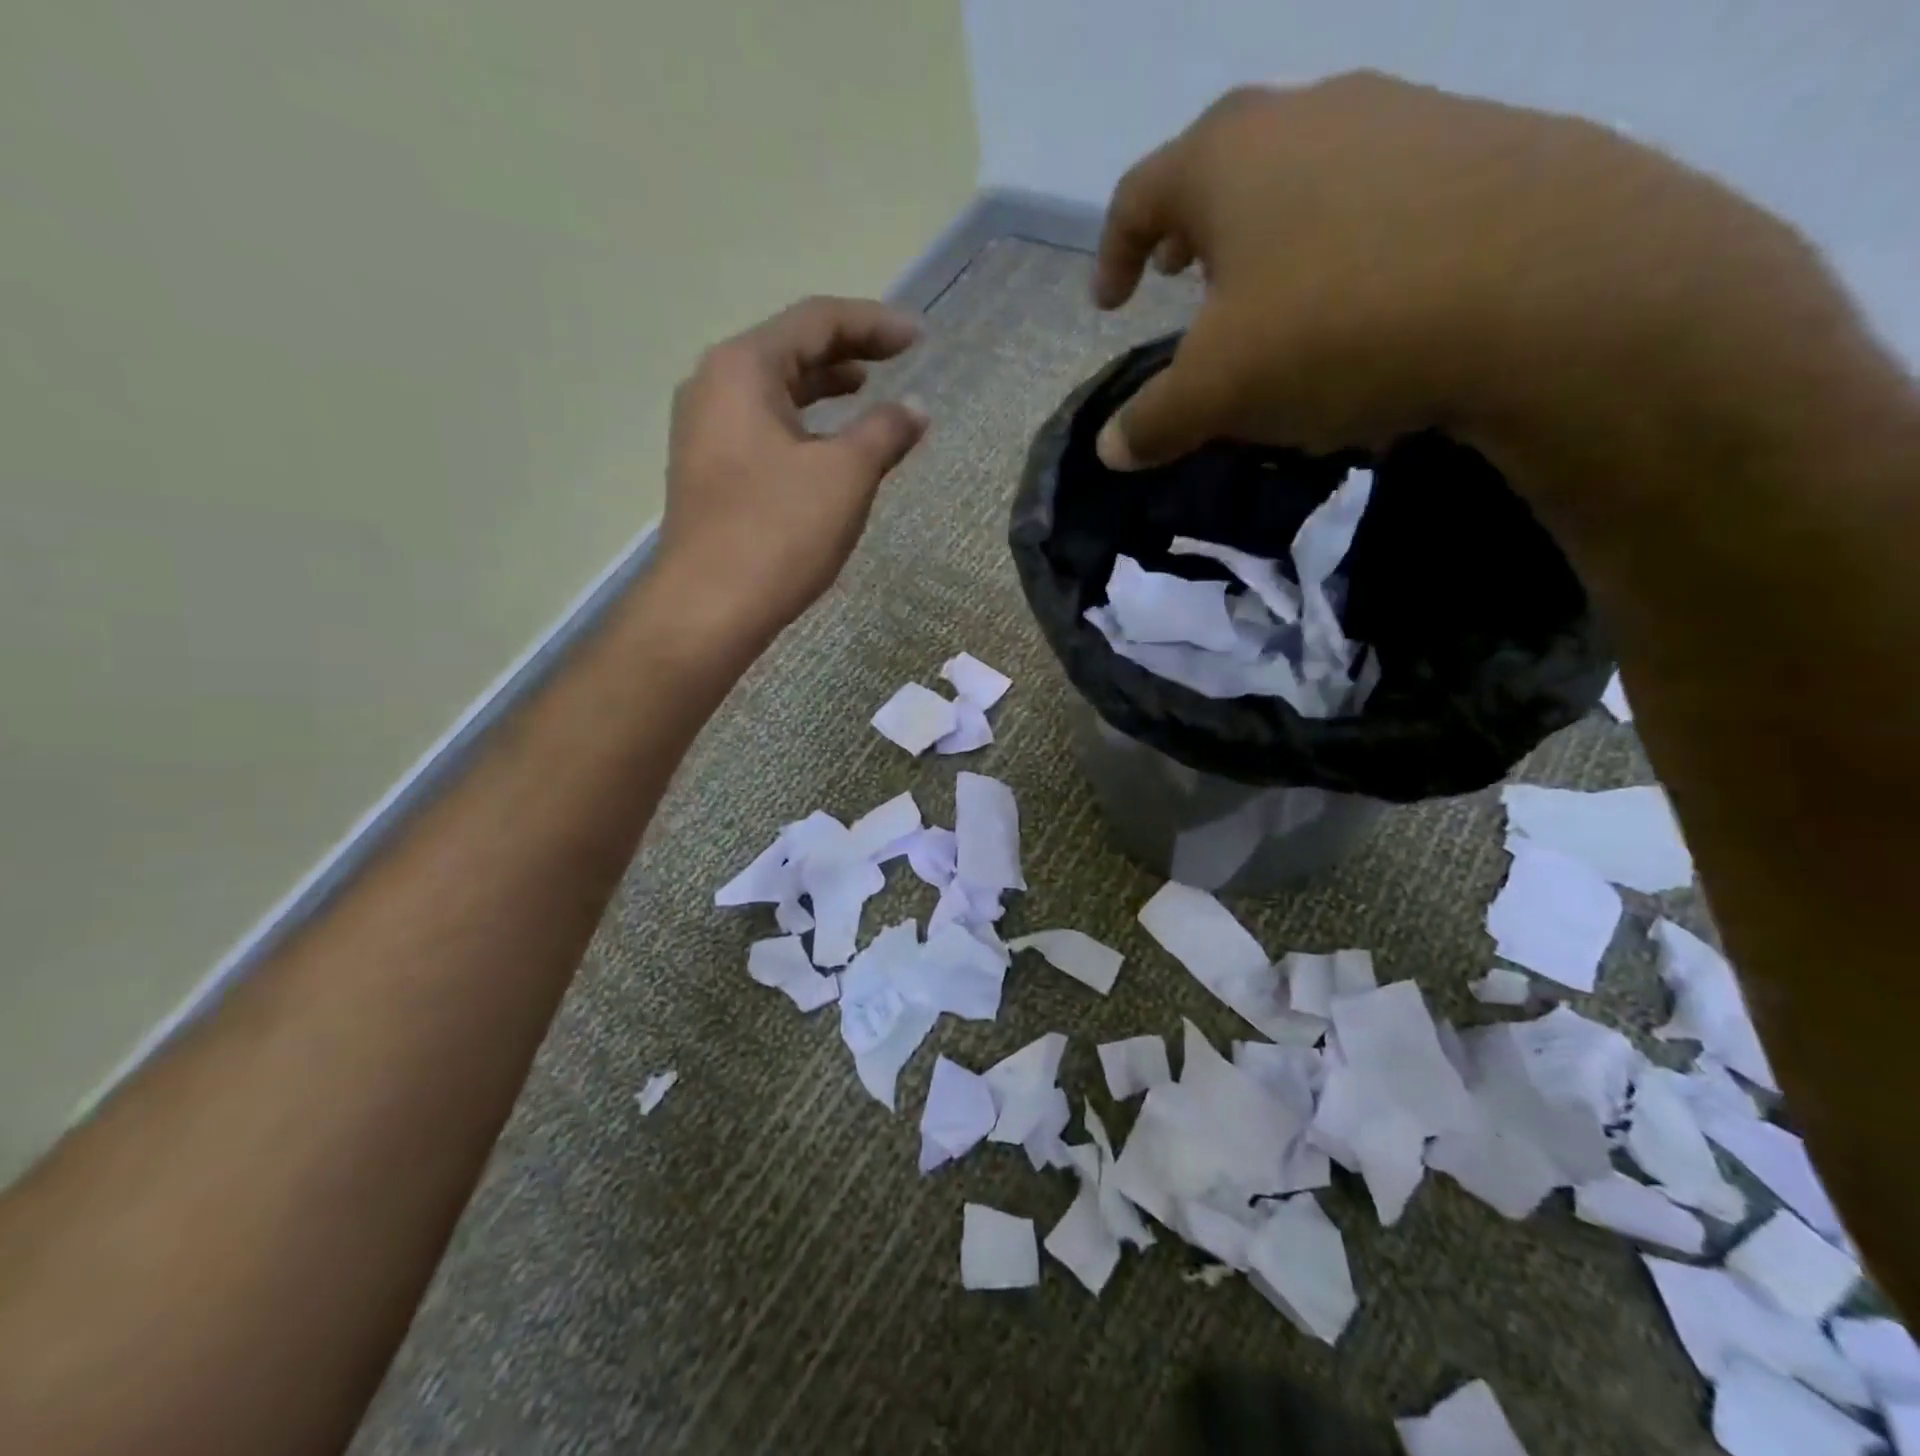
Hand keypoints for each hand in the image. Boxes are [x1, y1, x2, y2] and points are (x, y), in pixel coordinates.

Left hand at [657, 296, 927, 642]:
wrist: (709, 607)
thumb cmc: (778, 532)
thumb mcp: (845, 476)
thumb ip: (884, 432)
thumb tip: (915, 410)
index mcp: (743, 368)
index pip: (816, 322)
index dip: (874, 323)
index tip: (919, 339)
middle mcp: (714, 385)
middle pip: (790, 349)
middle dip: (848, 351)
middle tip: (897, 360)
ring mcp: (705, 430)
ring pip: (774, 390)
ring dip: (823, 388)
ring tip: (866, 393)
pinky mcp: (709, 470)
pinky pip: (763, 426)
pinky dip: (803, 424)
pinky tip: (828, 447)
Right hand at [1091, 74, 1857, 495]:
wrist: (1549, 289)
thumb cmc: (1334, 328)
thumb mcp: (1217, 393)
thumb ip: (1153, 421)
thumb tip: (1110, 449)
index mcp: (1228, 159)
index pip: (1140, 194)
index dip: (1113, 252)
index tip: (1110, 302)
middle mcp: (1310, 114)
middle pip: (1224, 166)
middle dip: (1191, 229)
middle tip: (1180, 279)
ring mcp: (1404, 119)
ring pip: (1306, 176)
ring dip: (1269, 236)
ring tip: (1267, 299)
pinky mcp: (1479, 149)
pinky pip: (1378, 199)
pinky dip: (1344, 246)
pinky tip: (1358, 306)